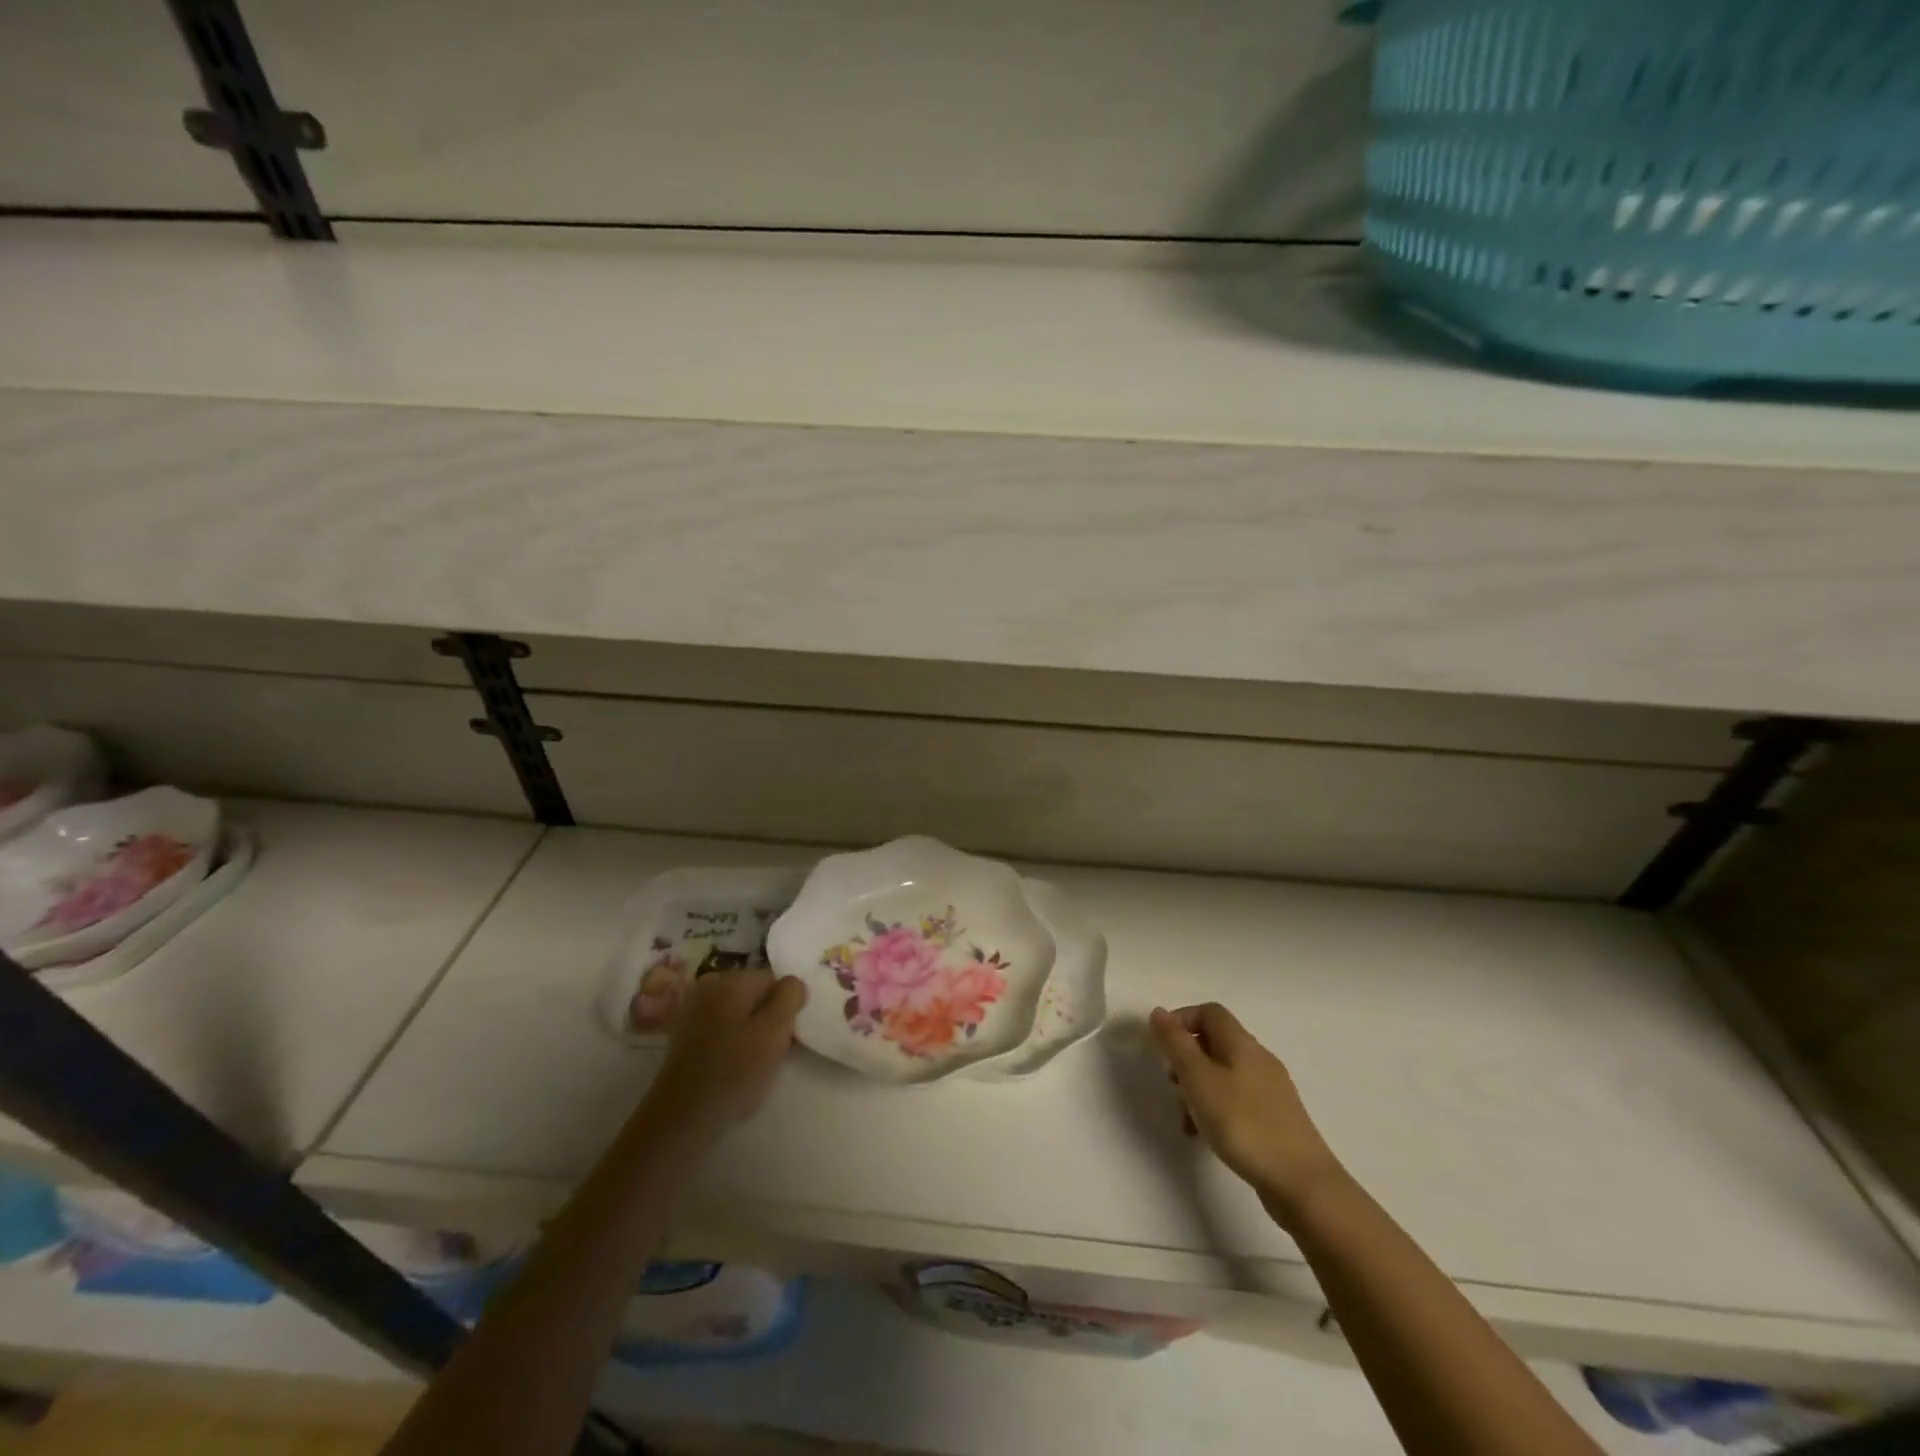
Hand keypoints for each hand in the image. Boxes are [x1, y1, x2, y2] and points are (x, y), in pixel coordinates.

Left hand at [644, 970, 807, 1138]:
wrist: (682, 1117)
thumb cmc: (735, 1071)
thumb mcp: (775, 1030)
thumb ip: (790, 997)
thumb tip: (793, 983)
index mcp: (731, 980)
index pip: (773, 980)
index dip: (786, 1007)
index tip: (786, 1036)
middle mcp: (709, 987)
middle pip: (754, 994)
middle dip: (767, 1018)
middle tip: (772, 1052)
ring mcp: (692, 1011)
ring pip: (737, 1013)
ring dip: (750, 1031)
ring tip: (753, 1064)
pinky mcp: (683, 1037)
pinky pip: (719, 1028)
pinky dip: (730, 1042)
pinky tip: (731, 1067)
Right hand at [1150, 1003, 1346, 1222]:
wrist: (1303, 1184)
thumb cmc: (1243, 1124)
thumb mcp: (1199, 1080)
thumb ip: (1176, 1044)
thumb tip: (1159, 1012)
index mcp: (1242, 1044)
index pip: (1210, 1012)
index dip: (1182, 1020)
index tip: (1162, 1047)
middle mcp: (1259, 1059)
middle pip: (1216, 1042)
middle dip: (1187, 1058)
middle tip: (1173, 1083)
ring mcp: (1271, 1090)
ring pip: (1224, 1074)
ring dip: (1199, 1088)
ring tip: (1186, 1119)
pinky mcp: (1276, 1119)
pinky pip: (1237, 1101)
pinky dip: (1217, 1109)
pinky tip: (1207, 1137)